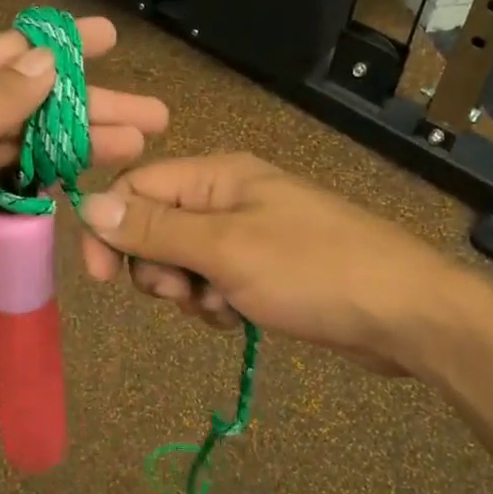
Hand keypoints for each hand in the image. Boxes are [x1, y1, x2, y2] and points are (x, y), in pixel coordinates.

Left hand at [0, 17, 166, 349]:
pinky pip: (13, 181)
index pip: (14, 50)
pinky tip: (80, 183)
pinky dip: (46, 179)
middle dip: (93, 106)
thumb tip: (48, 60)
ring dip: (78, 145)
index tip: (112, 40)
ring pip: (29, 143)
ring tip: (133, 150)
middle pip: (34, 101)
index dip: (67, 46)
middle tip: (152, 117)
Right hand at [77, 153, 460, 374]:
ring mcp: (248, 233)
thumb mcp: (226, 249)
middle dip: (157, 267)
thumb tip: (88, 203)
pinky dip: (215, 303)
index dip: (110, 228)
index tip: (102, 279)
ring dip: (188, 292)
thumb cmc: (313, 270)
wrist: (404, 313)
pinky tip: (239, 318)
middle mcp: (227, 196)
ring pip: (182, 261)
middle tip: (185, 293)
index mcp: (217, 175)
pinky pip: (214, 282)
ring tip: (222, 307)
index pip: (136, 187)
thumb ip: (155, 228)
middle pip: (155, 226)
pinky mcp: (264, 268)